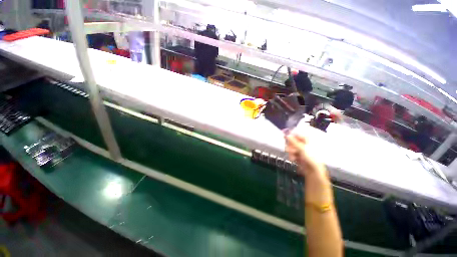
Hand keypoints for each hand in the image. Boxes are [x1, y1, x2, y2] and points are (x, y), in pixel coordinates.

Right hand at [285, 127, 326, 179]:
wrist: (313, 171)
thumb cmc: (310, 157)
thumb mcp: (301, 148)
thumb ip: (293, 141)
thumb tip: (286, 134)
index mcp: (307, 141)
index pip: (298, 135)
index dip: (291, 136)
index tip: (285, 136)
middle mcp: (304, 145)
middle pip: (293, 142)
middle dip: (290, 146)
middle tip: (289, 149)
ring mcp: (301, 151)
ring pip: (291, 148)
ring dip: (290, 152)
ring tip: (292, 156)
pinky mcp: (298, 157)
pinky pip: (292, 154)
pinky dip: (291, 156)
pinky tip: (293, 159)